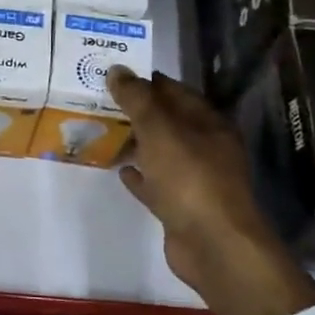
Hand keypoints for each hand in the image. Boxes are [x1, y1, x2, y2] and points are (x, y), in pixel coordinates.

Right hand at [106, 67, 314, 314]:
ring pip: (162, 153)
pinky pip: (157, 184)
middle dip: (138, 111)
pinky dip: (140, 175)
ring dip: (137, 143)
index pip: (176, 91)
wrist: (213, 245)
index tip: (115, 74)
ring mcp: (196, 179)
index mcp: (209, 124)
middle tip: (101, 100)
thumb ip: (138, 100)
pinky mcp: (182, 207)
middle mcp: (207, 148)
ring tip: (104, 130)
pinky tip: (120, 169)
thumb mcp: (160, 131)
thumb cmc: (190, 179)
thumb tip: (118, 69)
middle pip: (169, 122)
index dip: (147, 81)